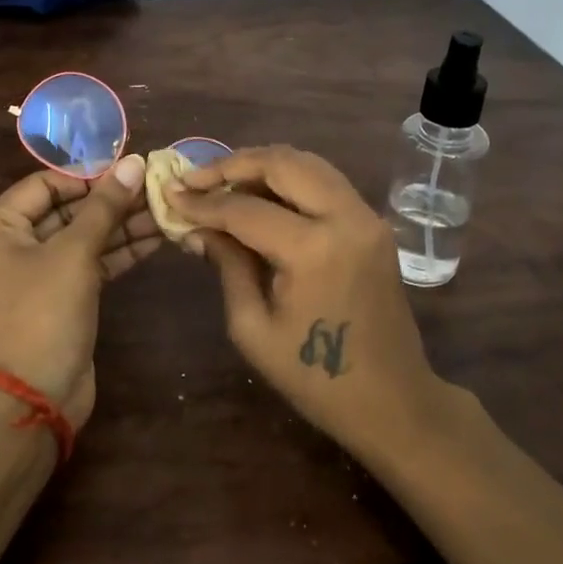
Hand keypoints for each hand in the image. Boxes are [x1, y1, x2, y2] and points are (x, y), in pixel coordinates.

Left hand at [0, 154, 157, 429]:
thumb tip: (134, 162)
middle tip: (154, 188)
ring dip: (120, 226)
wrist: (34, 398)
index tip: (128, 171)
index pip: (43, 185)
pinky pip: (87, 265)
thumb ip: (105, 206)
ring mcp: (33, 276)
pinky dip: (117, 253)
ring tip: (163, 210)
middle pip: (64, 212)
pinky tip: (155, 238)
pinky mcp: (58, 300)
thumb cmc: (43, 313)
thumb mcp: (74, 253)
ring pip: (80, 239)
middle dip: (110, 202)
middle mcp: (8, 247)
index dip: (87, 177)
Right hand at [169, 146, 445, 458]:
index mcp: (314, 250)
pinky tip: (259, 195)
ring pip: (308, 163)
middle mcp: (346, 218)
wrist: (393, 400)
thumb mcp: (254, 328)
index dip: (203, 202)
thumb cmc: (315, 378)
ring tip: (222, 182)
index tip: (170, 194)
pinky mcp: (373, 223)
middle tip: (194, 177)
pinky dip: (289, 179)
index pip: (245, 209)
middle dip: (232, 164)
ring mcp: (366, 217)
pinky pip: (325, 182)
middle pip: (283, 163)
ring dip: (262, 165)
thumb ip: (227, 266)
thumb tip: (197, 228)